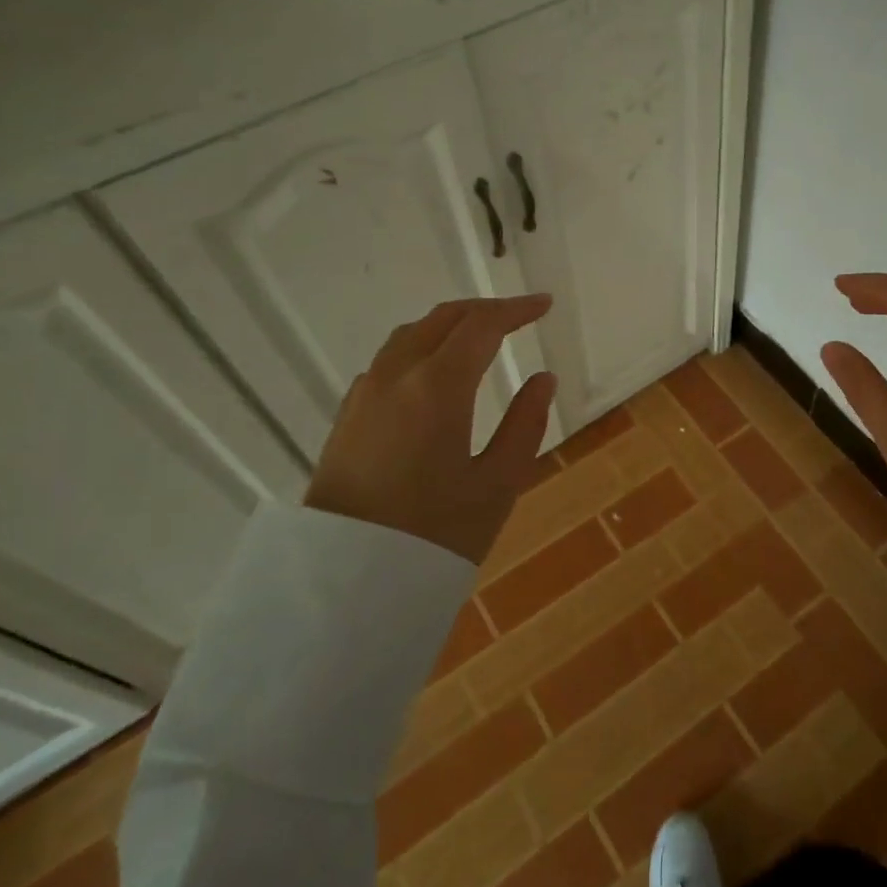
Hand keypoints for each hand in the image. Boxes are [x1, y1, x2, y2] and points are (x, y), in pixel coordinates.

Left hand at [305, 295, 558, 563]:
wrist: (343, 582)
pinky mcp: (348, 415)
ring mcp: (365, 393)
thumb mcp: (496, 486)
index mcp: (438, 386)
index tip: (544, 305)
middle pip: (443, 318)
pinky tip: (433, 373)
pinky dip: (421, 346)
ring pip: (411, 334)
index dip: (516, 309)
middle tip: (518, 315)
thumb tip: (542, 380)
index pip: (482, 325)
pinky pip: (389, 359)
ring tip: (479, 336)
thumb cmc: (432, 534)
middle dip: (484, 310)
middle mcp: (396, 375)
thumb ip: (525, 424)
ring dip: (449, 324)